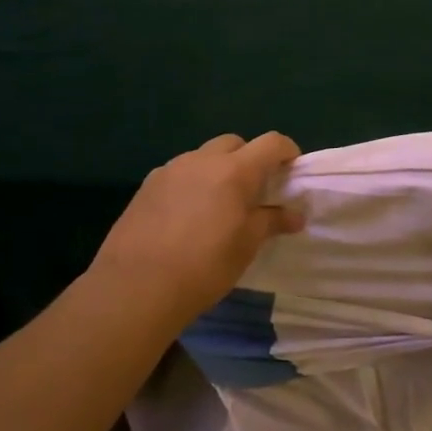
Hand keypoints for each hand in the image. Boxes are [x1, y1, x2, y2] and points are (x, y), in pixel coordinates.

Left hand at [86, 133, 303, 323]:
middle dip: (250, 158)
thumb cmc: (204, 266)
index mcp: (234, 171)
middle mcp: (202, 160)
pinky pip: (179, 173)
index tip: (292, 170)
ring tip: (219, 204)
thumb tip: (296, 216)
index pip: (271, 143)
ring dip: (218, 169)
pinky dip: (192, 183)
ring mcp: (171, 170)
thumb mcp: (246, 246)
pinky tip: (187, 215)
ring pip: (203, 156)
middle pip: (235, 143)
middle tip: (254, 190)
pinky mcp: (147, 186)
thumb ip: (271, 222)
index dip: (287, 151)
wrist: (136, 287)